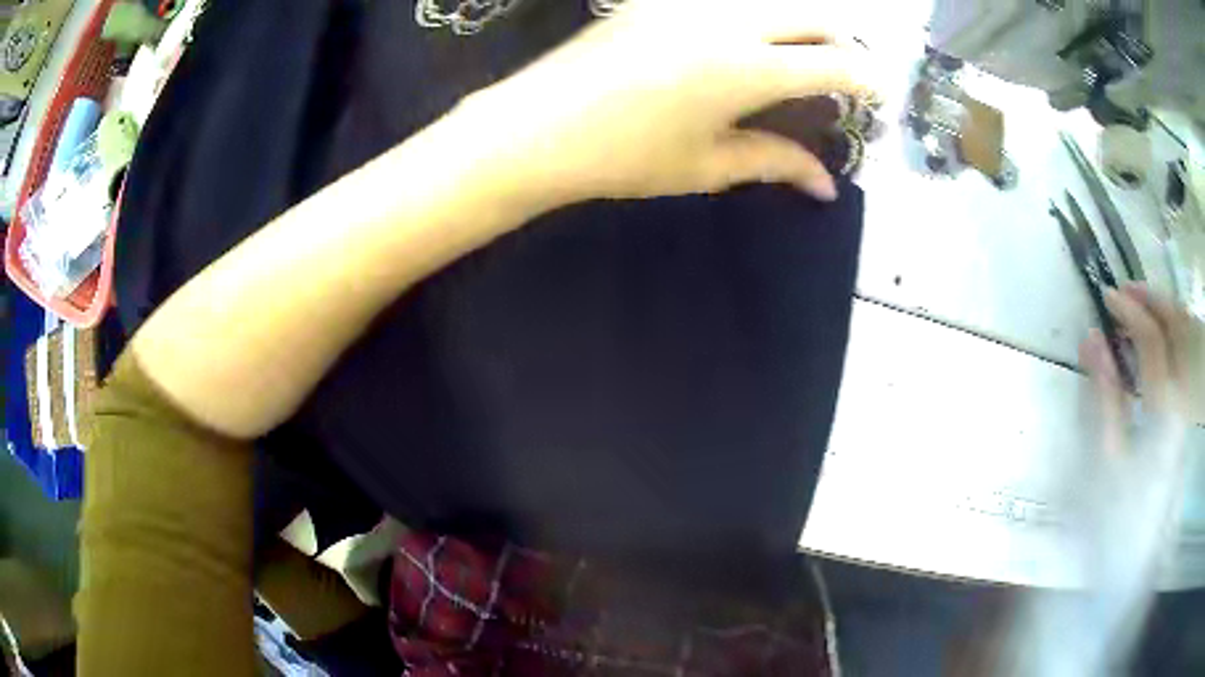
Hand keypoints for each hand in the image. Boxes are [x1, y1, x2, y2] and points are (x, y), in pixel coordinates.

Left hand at [455, 0, 879, 205]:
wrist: (537, 126)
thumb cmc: (624, 156)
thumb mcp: (707, 166)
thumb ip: (775, 162)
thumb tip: (826, 185)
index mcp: (746, 68)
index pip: (833, 65)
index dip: (866, 79)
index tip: (879, 94)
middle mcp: (728, 20)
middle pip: (814, 15)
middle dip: (844, 43)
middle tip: (845, 74)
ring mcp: (691, 1)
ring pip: (774, 0)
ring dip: (802, 23)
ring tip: (802, 57)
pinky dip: (758, 16)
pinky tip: (748, 39)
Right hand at [1074, 283, 1200, 583]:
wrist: (1132, 564)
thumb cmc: (1116, 514)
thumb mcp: (1106, 459)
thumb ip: (1104, 394)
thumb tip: (1093, 339)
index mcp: (1164, 410)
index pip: (1152, 340)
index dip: (1129, 311)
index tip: (1105, 296)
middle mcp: (1183, 398)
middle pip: (1176, 329)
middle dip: (1151, 301)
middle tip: (1124, 293)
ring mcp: (1187, 407)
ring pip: (1184, 342)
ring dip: (1163, 314)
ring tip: (1141, 304)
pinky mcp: (1184, 418)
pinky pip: (1184, 360)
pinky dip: (1172, 337)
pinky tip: (1159, 340)